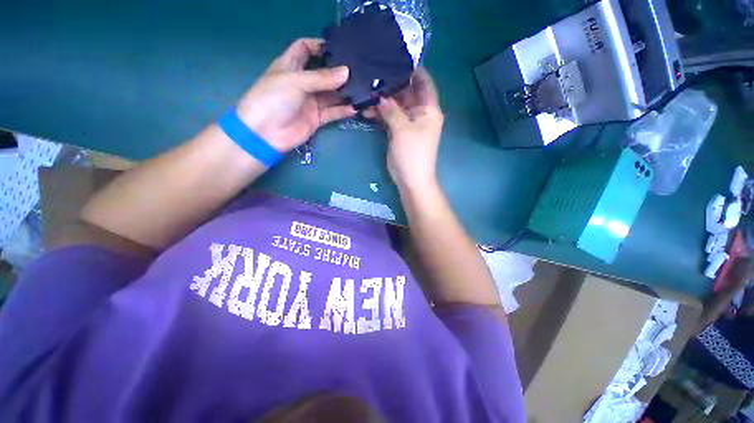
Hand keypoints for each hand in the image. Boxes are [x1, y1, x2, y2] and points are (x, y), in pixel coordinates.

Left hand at [235, 38, 356, 151]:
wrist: (266, 133)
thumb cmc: (274, 99)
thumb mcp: (296, 81)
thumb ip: (322, 78)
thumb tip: (347, 72)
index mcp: (290, 65)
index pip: (305, 48)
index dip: (319, 45)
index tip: (339, 47)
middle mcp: (303, 82)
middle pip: (323, 73)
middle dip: (339, 71)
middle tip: (358, 69)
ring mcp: (311, 101)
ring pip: (331, 94)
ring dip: (345, 92)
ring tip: (362, 88)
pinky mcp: (317, 118)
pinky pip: (333, 112)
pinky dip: (343, 110)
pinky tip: (356, 107)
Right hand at [375, 68, 443, 191]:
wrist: (410, 179)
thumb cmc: (412, 153)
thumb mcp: (402, 129)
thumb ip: (391, 109)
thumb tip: (379, 95)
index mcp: (429, 109)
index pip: (423, 81)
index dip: (412, 69)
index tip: (394, 57)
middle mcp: (421, 113)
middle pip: (407, 92)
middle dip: (391, 85)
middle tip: (372, 74)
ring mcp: (409, 123)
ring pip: (396, 105)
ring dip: (383, 101)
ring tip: (365, 93)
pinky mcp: (399, 132)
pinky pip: (390, 118)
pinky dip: (381, 114)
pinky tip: (366, 110)